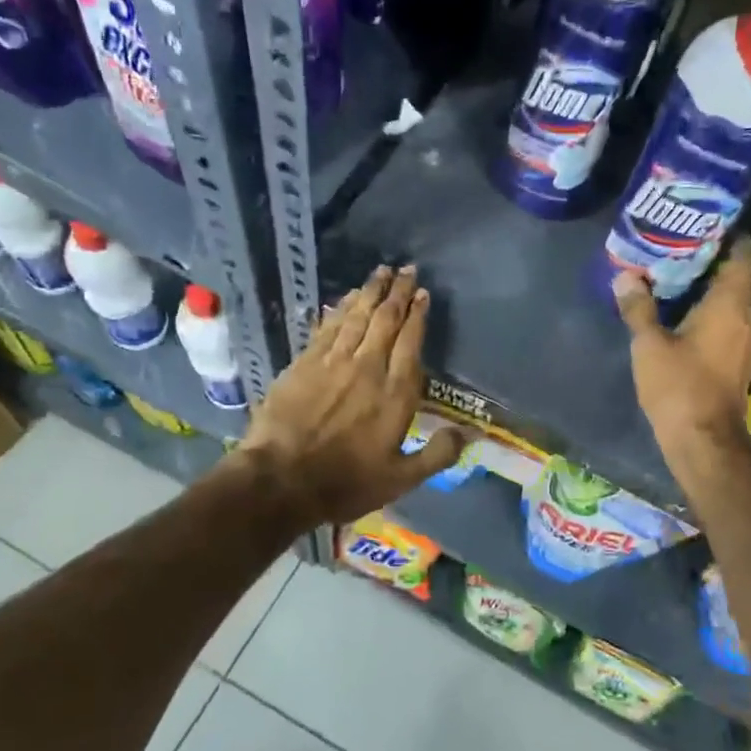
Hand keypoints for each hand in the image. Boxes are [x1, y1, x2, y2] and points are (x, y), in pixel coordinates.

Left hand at [239, 264, 467, 526]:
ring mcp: (333, 362)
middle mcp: (368, 367)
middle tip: (405, 268)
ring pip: (356, 316)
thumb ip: (437, 455)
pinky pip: (327, 327)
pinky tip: (345, 298)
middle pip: (385, 320)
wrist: (281, 480)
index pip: (410, 342)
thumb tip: (469, 434)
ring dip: (370, 292)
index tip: (422, 293)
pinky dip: (339, 309)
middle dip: (397, 292)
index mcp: (395, 393)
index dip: (417, 315)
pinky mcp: (304, 363)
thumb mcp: (401, 478)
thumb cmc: (345, 482)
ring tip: (380, 272)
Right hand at [613, 238, 750, 488]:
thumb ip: (639, 308)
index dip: (731, 236)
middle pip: (735, 278)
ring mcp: (743, 342)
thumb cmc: (679, 387)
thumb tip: (626, 276)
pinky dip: (708, 312)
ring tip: (675, 274)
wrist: (704, 442)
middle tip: (678, 243)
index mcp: (729, 306)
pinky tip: (681, 313)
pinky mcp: (735, 361)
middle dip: (710, 259)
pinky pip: (725, 323)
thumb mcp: (649, 345)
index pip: (742, 257)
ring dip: (708, 288)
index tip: (707, 221)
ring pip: (730, 302)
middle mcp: (744, 318)